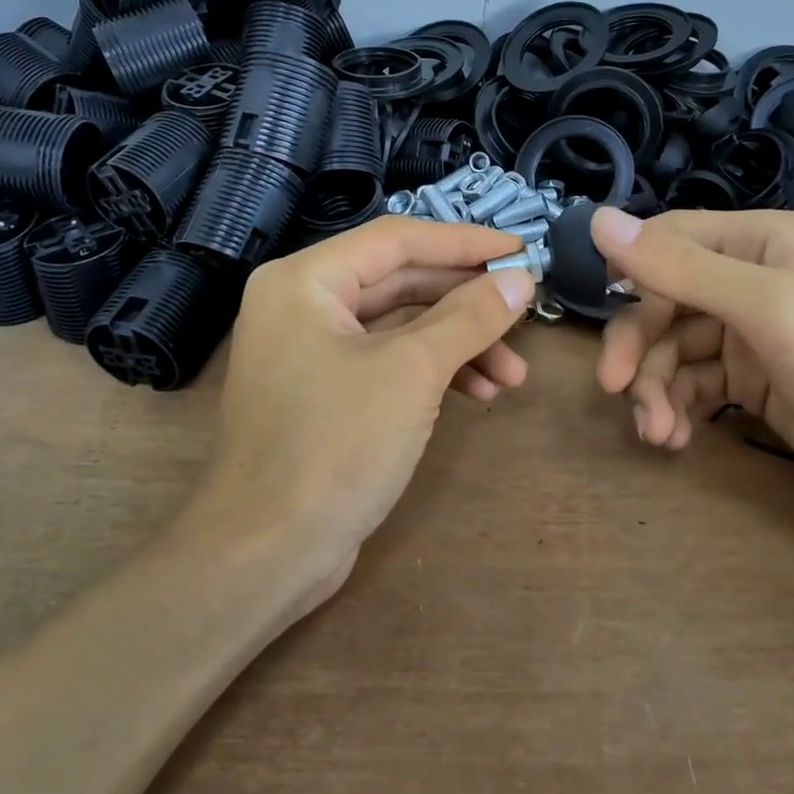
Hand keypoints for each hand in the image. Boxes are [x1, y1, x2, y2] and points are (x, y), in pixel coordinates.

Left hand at [189, 217, 535, 603]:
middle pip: (401, 282)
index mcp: (305, 280)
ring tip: (514, 375)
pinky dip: (433, 373)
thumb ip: (469, 317)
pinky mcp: (325, 393)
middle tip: (526, 310)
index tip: (522, 250)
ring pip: (400, 327)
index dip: (465, 243)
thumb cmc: (335, 445)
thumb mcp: (412, 371)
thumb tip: (520, 279)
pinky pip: (388, 362)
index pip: (398, 239)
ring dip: (459, 344)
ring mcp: (311, 351)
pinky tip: (480, 394)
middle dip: (467, 301)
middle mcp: (302, 304)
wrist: (267, 554)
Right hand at [592, 207, 793, 522]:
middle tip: (616, 390)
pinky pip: (695, 383)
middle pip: (664, 300)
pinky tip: (677, 438)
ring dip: (655, 388)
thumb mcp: (770, 310)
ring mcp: (755, 333)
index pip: (668, 240)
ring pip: (674, 348)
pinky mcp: (756, 382)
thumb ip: (681, 267)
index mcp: (762, 241)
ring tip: (657, 433)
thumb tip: (596, 219)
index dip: (628, 274)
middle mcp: (754, 278)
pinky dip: (678, 407)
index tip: (600, 315)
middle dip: (640, 347)